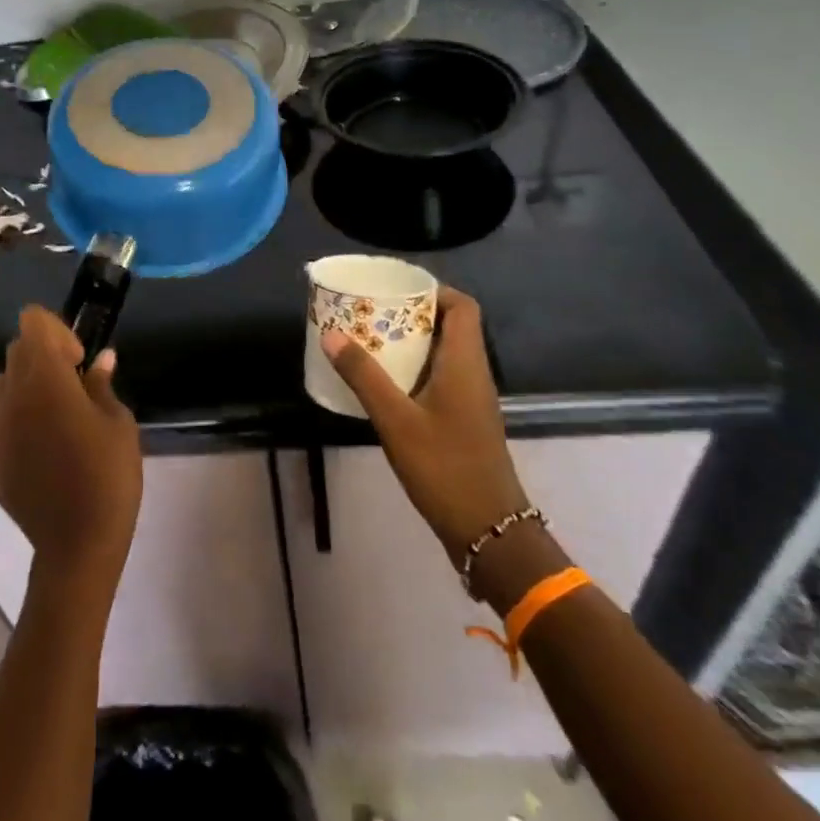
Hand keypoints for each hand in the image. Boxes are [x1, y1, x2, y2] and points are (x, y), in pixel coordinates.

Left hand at [0, 306, 141, 592]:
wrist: (76, 543)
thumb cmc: (107, 475)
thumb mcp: (118, 423)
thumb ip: (102, 384)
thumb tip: (101, 359)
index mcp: (44, 377)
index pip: (33, 322)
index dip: (57, 331)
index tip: (78, 361)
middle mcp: (9, 392)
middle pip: (17, 350)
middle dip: (43, 357)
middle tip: (73, 389)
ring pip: (2, 384)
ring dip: (25, 387)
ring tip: (52, 419)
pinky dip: (10, 418)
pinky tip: (34, 446)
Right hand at [323, 287, 529, 570]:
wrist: (488, 531)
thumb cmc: (445, 467)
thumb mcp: (396, 420)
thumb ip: (363, 376)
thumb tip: (331, 334)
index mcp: (466, 363)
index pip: (463, 307)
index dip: (434, 291)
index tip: (396, 290)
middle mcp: (474, 374)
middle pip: (450, 326)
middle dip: (411, 315)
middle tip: (370, 312)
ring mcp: (471, 400)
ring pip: (444, 353)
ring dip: (410, 343)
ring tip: (369, 339)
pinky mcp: (464, 421)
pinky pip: (440, 378)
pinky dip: (413, 369)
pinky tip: (383, 382)